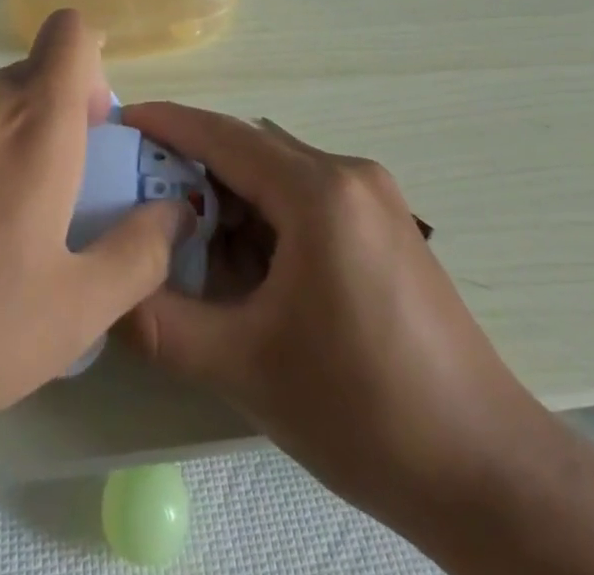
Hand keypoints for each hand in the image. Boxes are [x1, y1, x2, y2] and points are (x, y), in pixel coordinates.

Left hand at [0, 11, 187, 451]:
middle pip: (30, 74)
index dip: (91, 66)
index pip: (72, 31)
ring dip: (2, 145)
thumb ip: (140, 252)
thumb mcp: (73, 311)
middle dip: (52, 120)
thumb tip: (178, 211)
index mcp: (34, 119)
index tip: (89, 131)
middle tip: (48, 205)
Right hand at [118, 104, 527, 523]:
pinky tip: (248, 269)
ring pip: (279, 176)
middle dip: (194, 169)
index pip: (225, 136)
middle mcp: (349, 175)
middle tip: (142, 200)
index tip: (123, 120)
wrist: (486, 473)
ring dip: (232, 199)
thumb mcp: (246, 367)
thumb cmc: (362, 410)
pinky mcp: (386, 227)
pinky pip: (308, 200)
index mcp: (319, 192)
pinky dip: (268, 220)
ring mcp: (375, 199)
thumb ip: (163, 324)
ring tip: (188, 246)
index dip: (169, 123)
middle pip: (252, 150)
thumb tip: (106, 295)